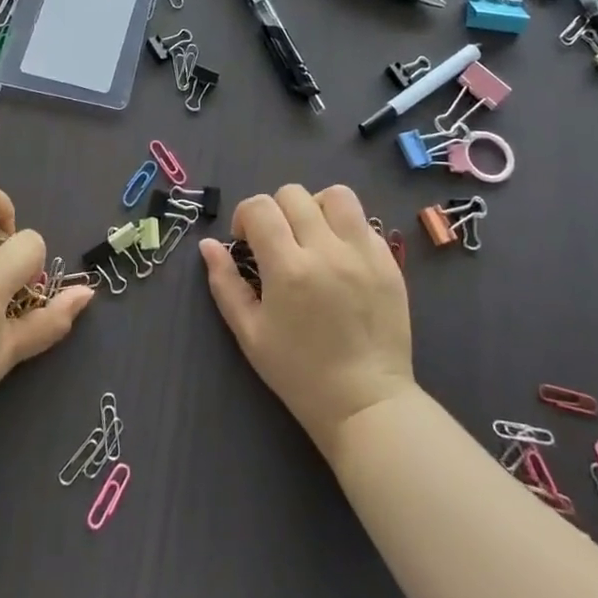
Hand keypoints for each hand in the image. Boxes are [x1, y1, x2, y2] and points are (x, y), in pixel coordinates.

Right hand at [200, 184, 416, 457]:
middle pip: (295, 194)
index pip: (260, 207)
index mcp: (289, 269)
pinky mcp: (389, 262)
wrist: (366, 403)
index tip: (247, 241)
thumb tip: (208, 245)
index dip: (245, 216)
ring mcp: (364, 253)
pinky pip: (364, 221)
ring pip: (337, 195)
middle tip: (277, 241)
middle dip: (276, 210)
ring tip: (312, 235)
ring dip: (316, 207)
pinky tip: (339, 256)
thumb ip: (225, 283)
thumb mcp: (249, 333)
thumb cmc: (299, 373)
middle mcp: (327, 251)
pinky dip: (345, 228)